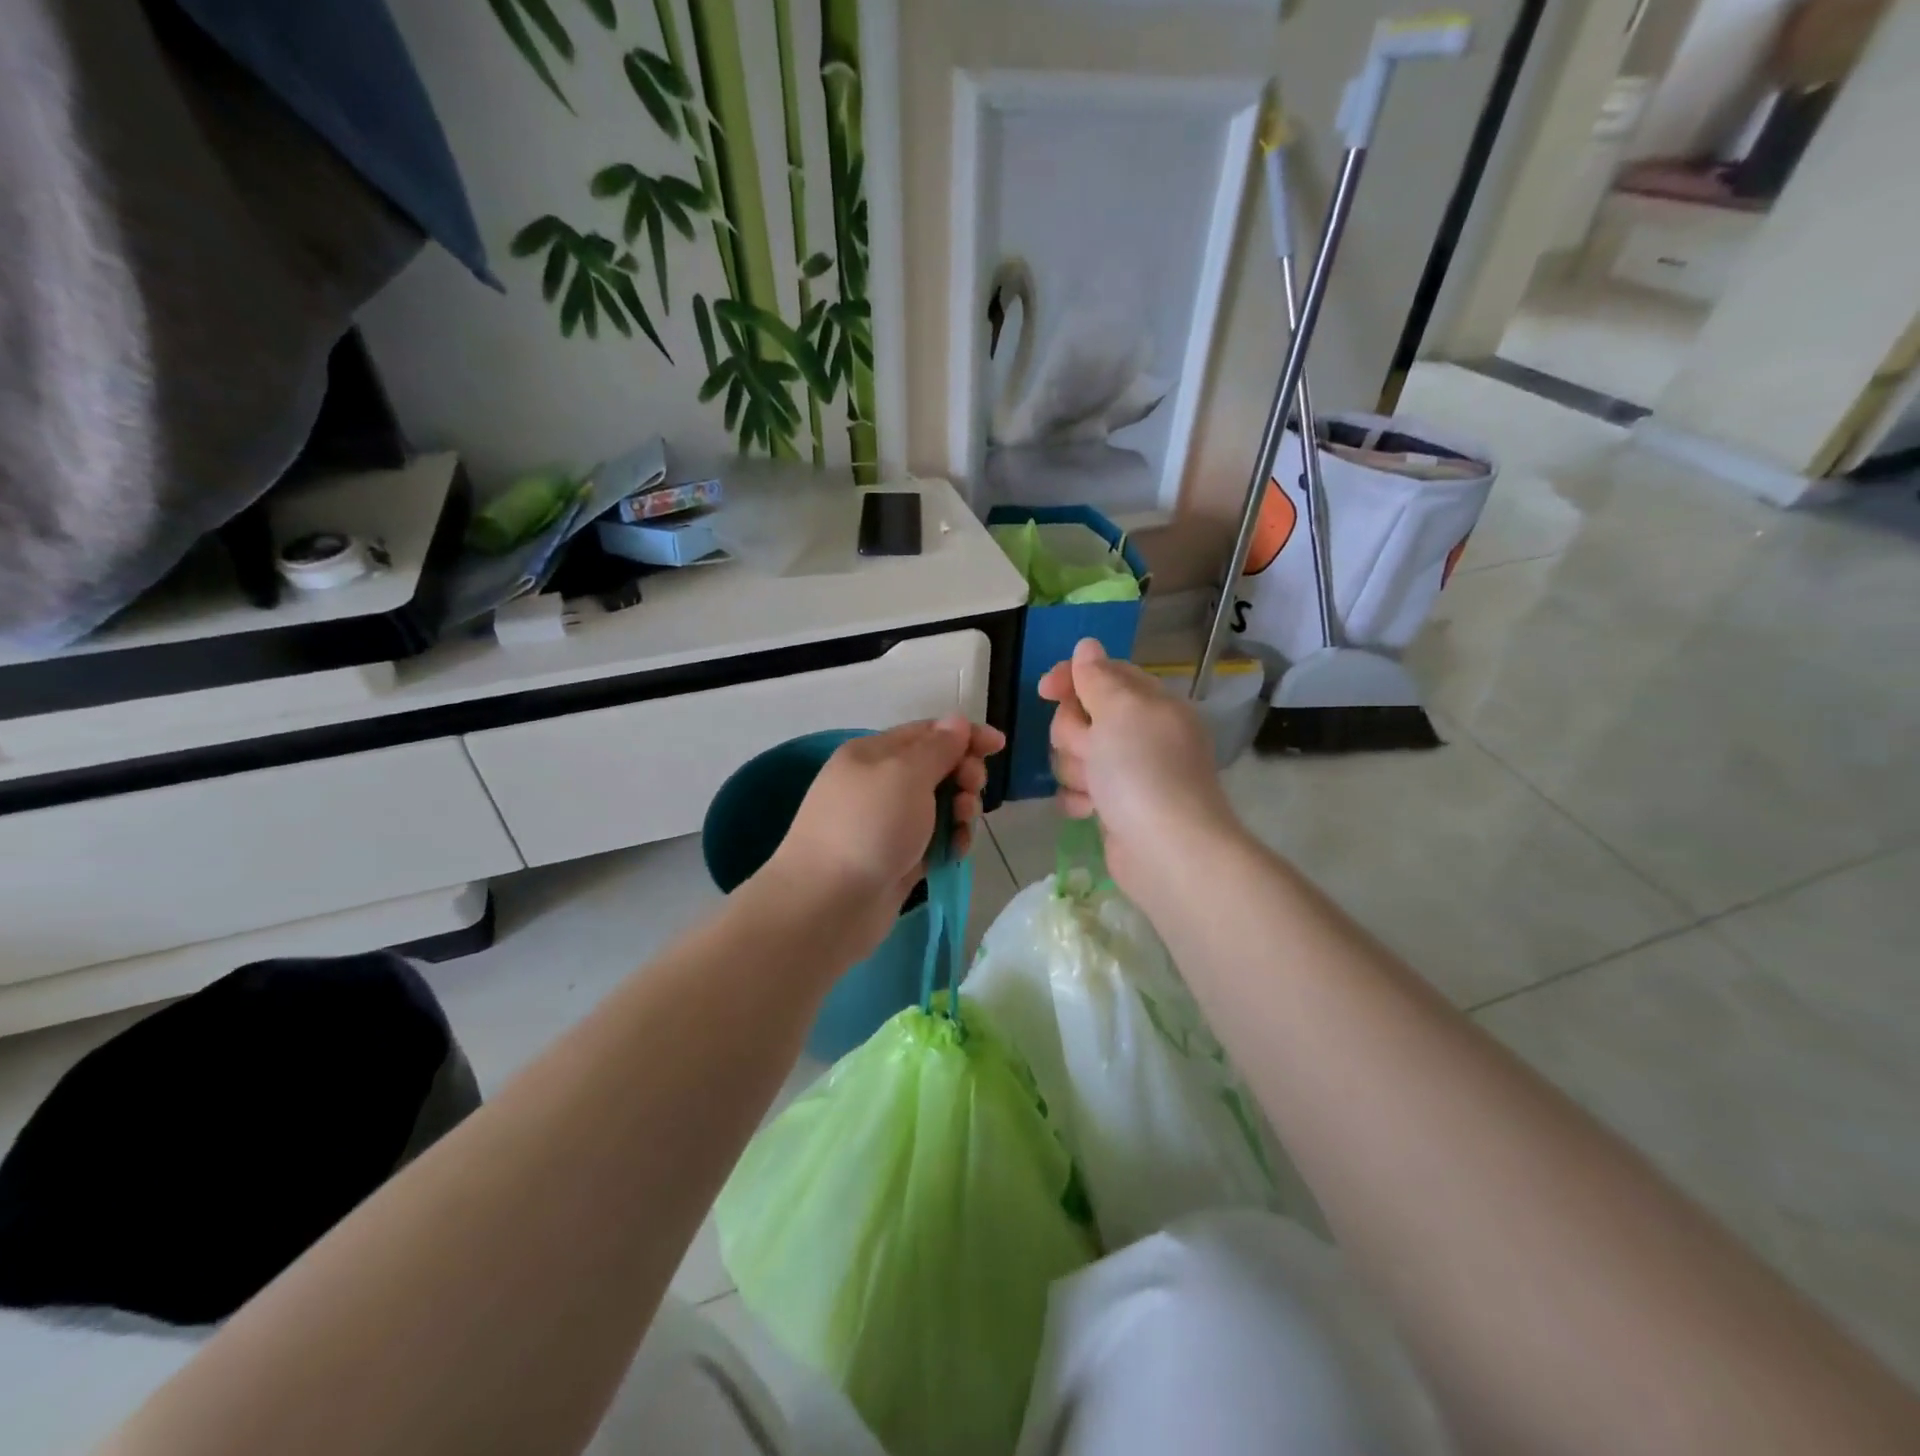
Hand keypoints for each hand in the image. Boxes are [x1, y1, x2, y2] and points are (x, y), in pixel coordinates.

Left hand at [762, 717, 1004, 956]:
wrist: (828, 904)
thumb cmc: (868, 827)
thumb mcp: (905, 774)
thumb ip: (938, 747)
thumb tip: (957, 721)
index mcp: (873, 754)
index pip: (927, 732)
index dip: (965, 735)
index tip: (999, 745)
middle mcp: (879, 784)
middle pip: (937, 769)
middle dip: (963, 775)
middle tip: (970, 791)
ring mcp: (888, 824)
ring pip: (940, 806)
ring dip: (961, 811)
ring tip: (962, 826)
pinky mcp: (898, 858)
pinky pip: (935, 840)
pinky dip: (950, 842)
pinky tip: (955, 853)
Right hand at [1039, 639, 1240, 897]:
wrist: (1166, 852)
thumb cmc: (1143, 771)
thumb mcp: (1120, 711)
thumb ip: (1097, 677)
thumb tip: (1087, 646)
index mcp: (1151, 704)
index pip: (1105, 674)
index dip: (1073, 677)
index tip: (1045, 689)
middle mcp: (1141, 734)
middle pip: (1082, 715)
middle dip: (1074, 733)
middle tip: (1091, 751)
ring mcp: (1128, 773)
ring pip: (1074, 754)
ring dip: (1075, 770)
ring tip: (1094, 789)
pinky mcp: (1114, 807)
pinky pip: (1079, 789)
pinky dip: (1080, 799)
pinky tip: (1091, 812)